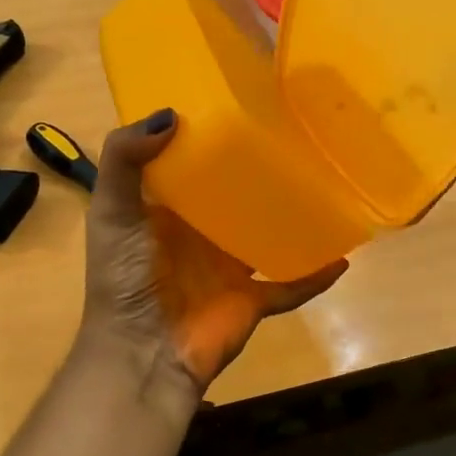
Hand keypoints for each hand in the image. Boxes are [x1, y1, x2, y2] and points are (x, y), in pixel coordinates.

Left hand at [80, 109, 347, 402]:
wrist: (142, 354)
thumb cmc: (123, 278)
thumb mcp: (111, 211)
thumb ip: (124, 159)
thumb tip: (172, 115)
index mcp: (167, 209)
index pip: (190, 163)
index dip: (208, 135)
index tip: (237, 100)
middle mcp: (200, 233)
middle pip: (236, 195)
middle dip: (259, 170)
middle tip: (295, 134)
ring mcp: (229, 266)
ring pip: (269, 233)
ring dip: (292, 216)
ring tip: (326, 183)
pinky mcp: (253, 298)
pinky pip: (292, 284)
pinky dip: (316, 274)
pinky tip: (344, 255)